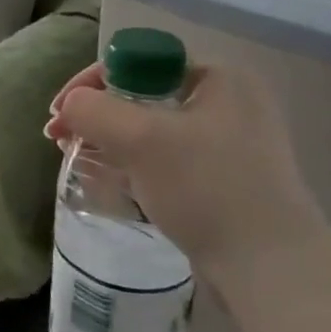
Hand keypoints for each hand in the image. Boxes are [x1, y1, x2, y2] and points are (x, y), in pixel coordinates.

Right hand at [44, 60, 326, 276]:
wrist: (271, 269)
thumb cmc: (207, 188)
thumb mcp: (141, 139)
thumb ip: (94, 111)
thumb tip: (69, 107)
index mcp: (218, 77)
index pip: (139, 61)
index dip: (91, 83)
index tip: (59, 113)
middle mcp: (228, 103)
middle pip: (142, 96)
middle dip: (97, 115)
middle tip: (61, 138)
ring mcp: (230, 145)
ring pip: (152, 131)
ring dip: (111, 141)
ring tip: (76, 159)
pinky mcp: (225, 182)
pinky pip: (168, 161)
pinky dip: (135, 166)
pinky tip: (109, 184)